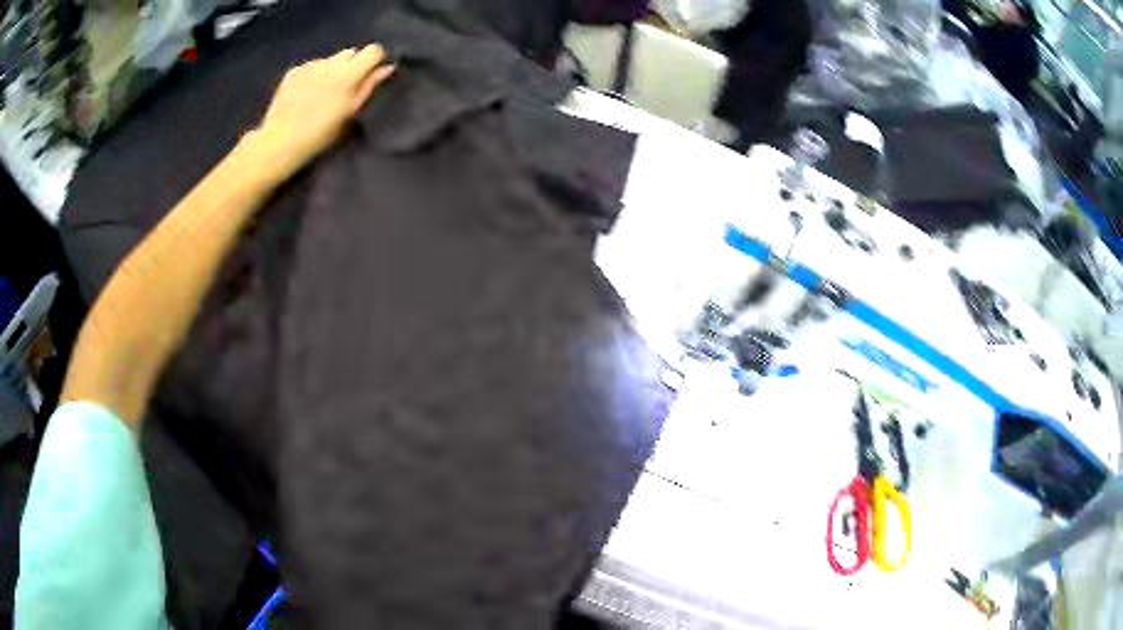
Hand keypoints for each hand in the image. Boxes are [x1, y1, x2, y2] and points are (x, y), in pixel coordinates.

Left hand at [248, 44, 394, 181]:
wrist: (281, 140)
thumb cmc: (320, 132)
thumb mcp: (350, 112)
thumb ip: (369, 86)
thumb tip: (387, 68)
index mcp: (349, 72)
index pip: (373, 50)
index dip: (375, 60)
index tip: (371, 74)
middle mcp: (331, 62)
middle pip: (351, 52)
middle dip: (353, 64)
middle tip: (346, 87)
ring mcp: (311, 65)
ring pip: (331, 59)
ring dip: (332, 70)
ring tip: (323, 93)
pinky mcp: (294, 71)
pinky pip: (312, 66)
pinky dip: (314, 75)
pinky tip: (306, 95)